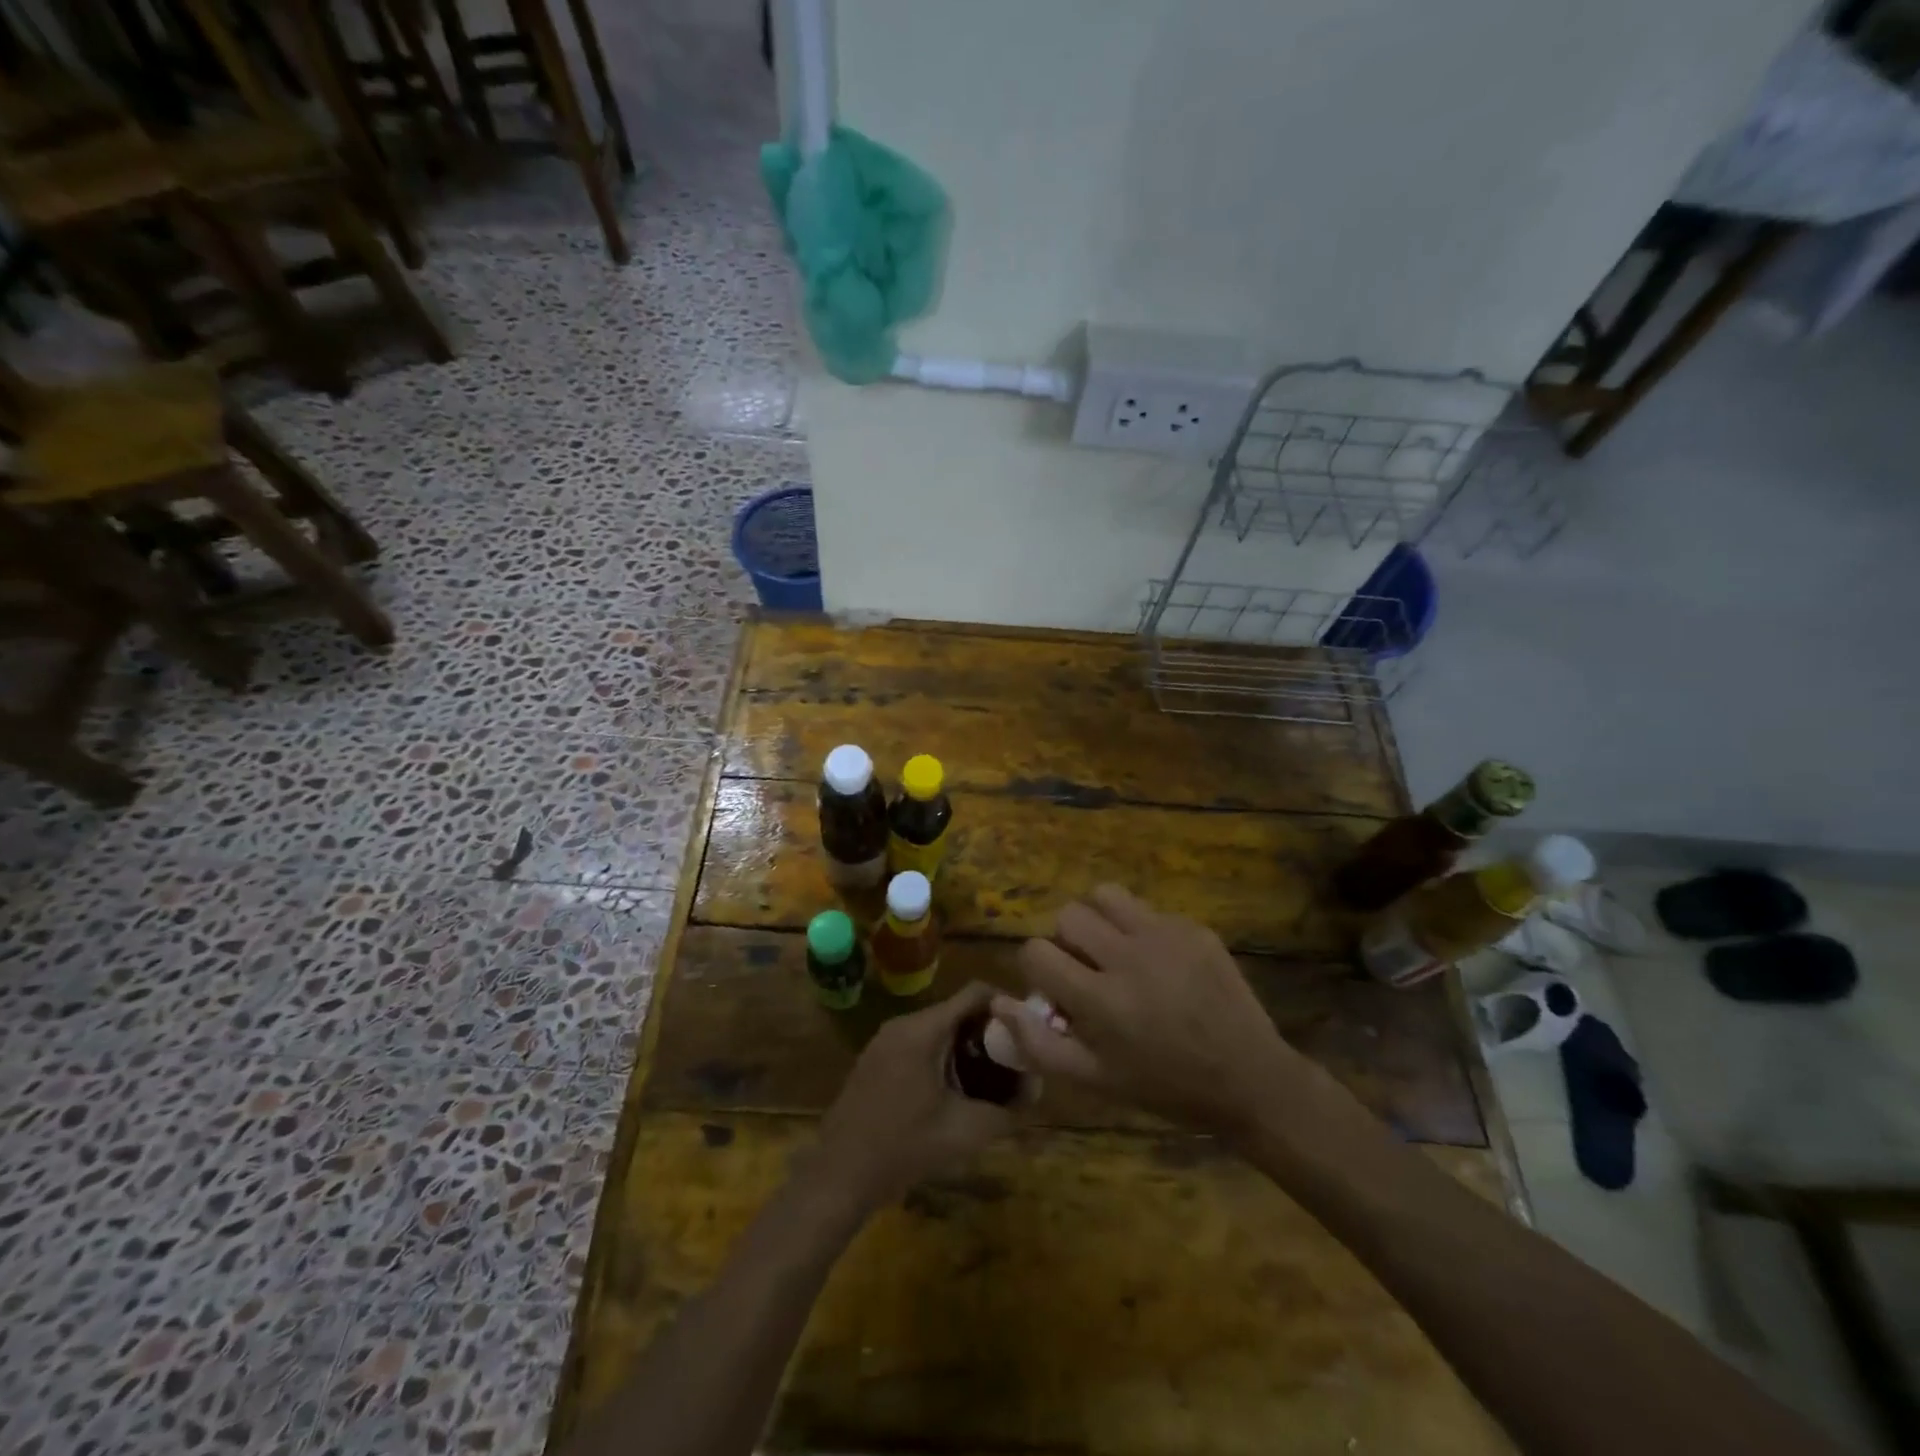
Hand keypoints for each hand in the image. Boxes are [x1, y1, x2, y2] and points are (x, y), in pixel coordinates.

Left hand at [808, 983, 1025, 1215]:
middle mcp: (903, 1024)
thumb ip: (1006, 1111)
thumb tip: (1035, 1094)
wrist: (840, 1176)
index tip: (1028, 1029)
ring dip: (965, 1044)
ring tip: (991, 1074)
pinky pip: (918, 1042)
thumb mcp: (964, 1132)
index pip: (974, 993)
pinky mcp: (875, 1059)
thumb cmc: (904, 1148)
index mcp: (924, 1029)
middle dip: (988, 1030)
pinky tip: (954, 1088)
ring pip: (937, 1027)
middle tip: (1014, 1057)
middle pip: (956, 1010)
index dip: (1006, 1005)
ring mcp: (885, 1040)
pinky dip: (942, 1054)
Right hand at [992, 885, 1317, 1140]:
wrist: (1249, 1078)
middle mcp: (1129, 958)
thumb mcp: (1095, 1080)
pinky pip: (1148, 910)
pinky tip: (1159, 962)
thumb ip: (1039, 1044)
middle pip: (1068, 915)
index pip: (1036, 951)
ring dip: (1098, 918)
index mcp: (1101, 1000)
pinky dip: (1141, 929)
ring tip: (1113, 947)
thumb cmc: (1165, 1086)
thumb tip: (998, 1003)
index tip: (1055, 985)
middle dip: (1066, 940)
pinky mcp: (1194, 928)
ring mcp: (1165, 936)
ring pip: (1105, 894)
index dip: (1037, 967)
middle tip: (1086, 966)